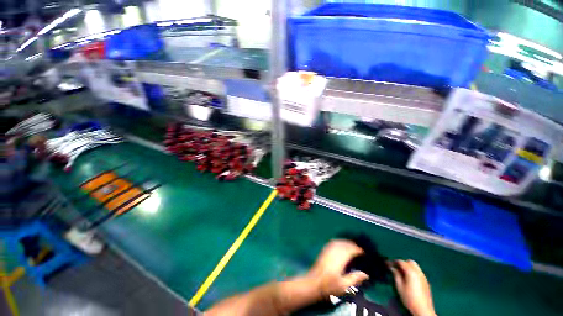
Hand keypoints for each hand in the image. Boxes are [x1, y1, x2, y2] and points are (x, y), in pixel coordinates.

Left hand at [306, 240, 368, 298]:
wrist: (313, 282)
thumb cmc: (329, 285)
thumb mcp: (343, 285)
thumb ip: (354, 278)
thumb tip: (366, 274)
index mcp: (339, 258)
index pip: (350, 250)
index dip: (358, 250)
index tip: (364, 252)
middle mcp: (334, 251)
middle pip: (344, 244)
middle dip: (352, 245)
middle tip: (360, 249)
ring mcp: (328, 250)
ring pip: (339, 242)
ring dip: (346, 242)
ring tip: (352, 246)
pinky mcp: (324, 250)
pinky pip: (333, 242)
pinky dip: (339, 242)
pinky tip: (341, 245)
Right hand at [390, 260, 435, 315]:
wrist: (423, 309)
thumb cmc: (409, 298)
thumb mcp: (399, 286)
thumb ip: (396, 275)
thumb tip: (392, 267)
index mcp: (411, 272)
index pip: (401, 262)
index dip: (393, 261)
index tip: (387, 264)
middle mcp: (418, 272)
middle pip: (410, 262)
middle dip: (402, 263)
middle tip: (396, 267)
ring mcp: (423, 277)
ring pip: (415, 266)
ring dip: (408, 267)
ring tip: (402, 272)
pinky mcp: (426, 282)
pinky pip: (418, 272)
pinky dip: (412, 271)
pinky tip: (409, 278)